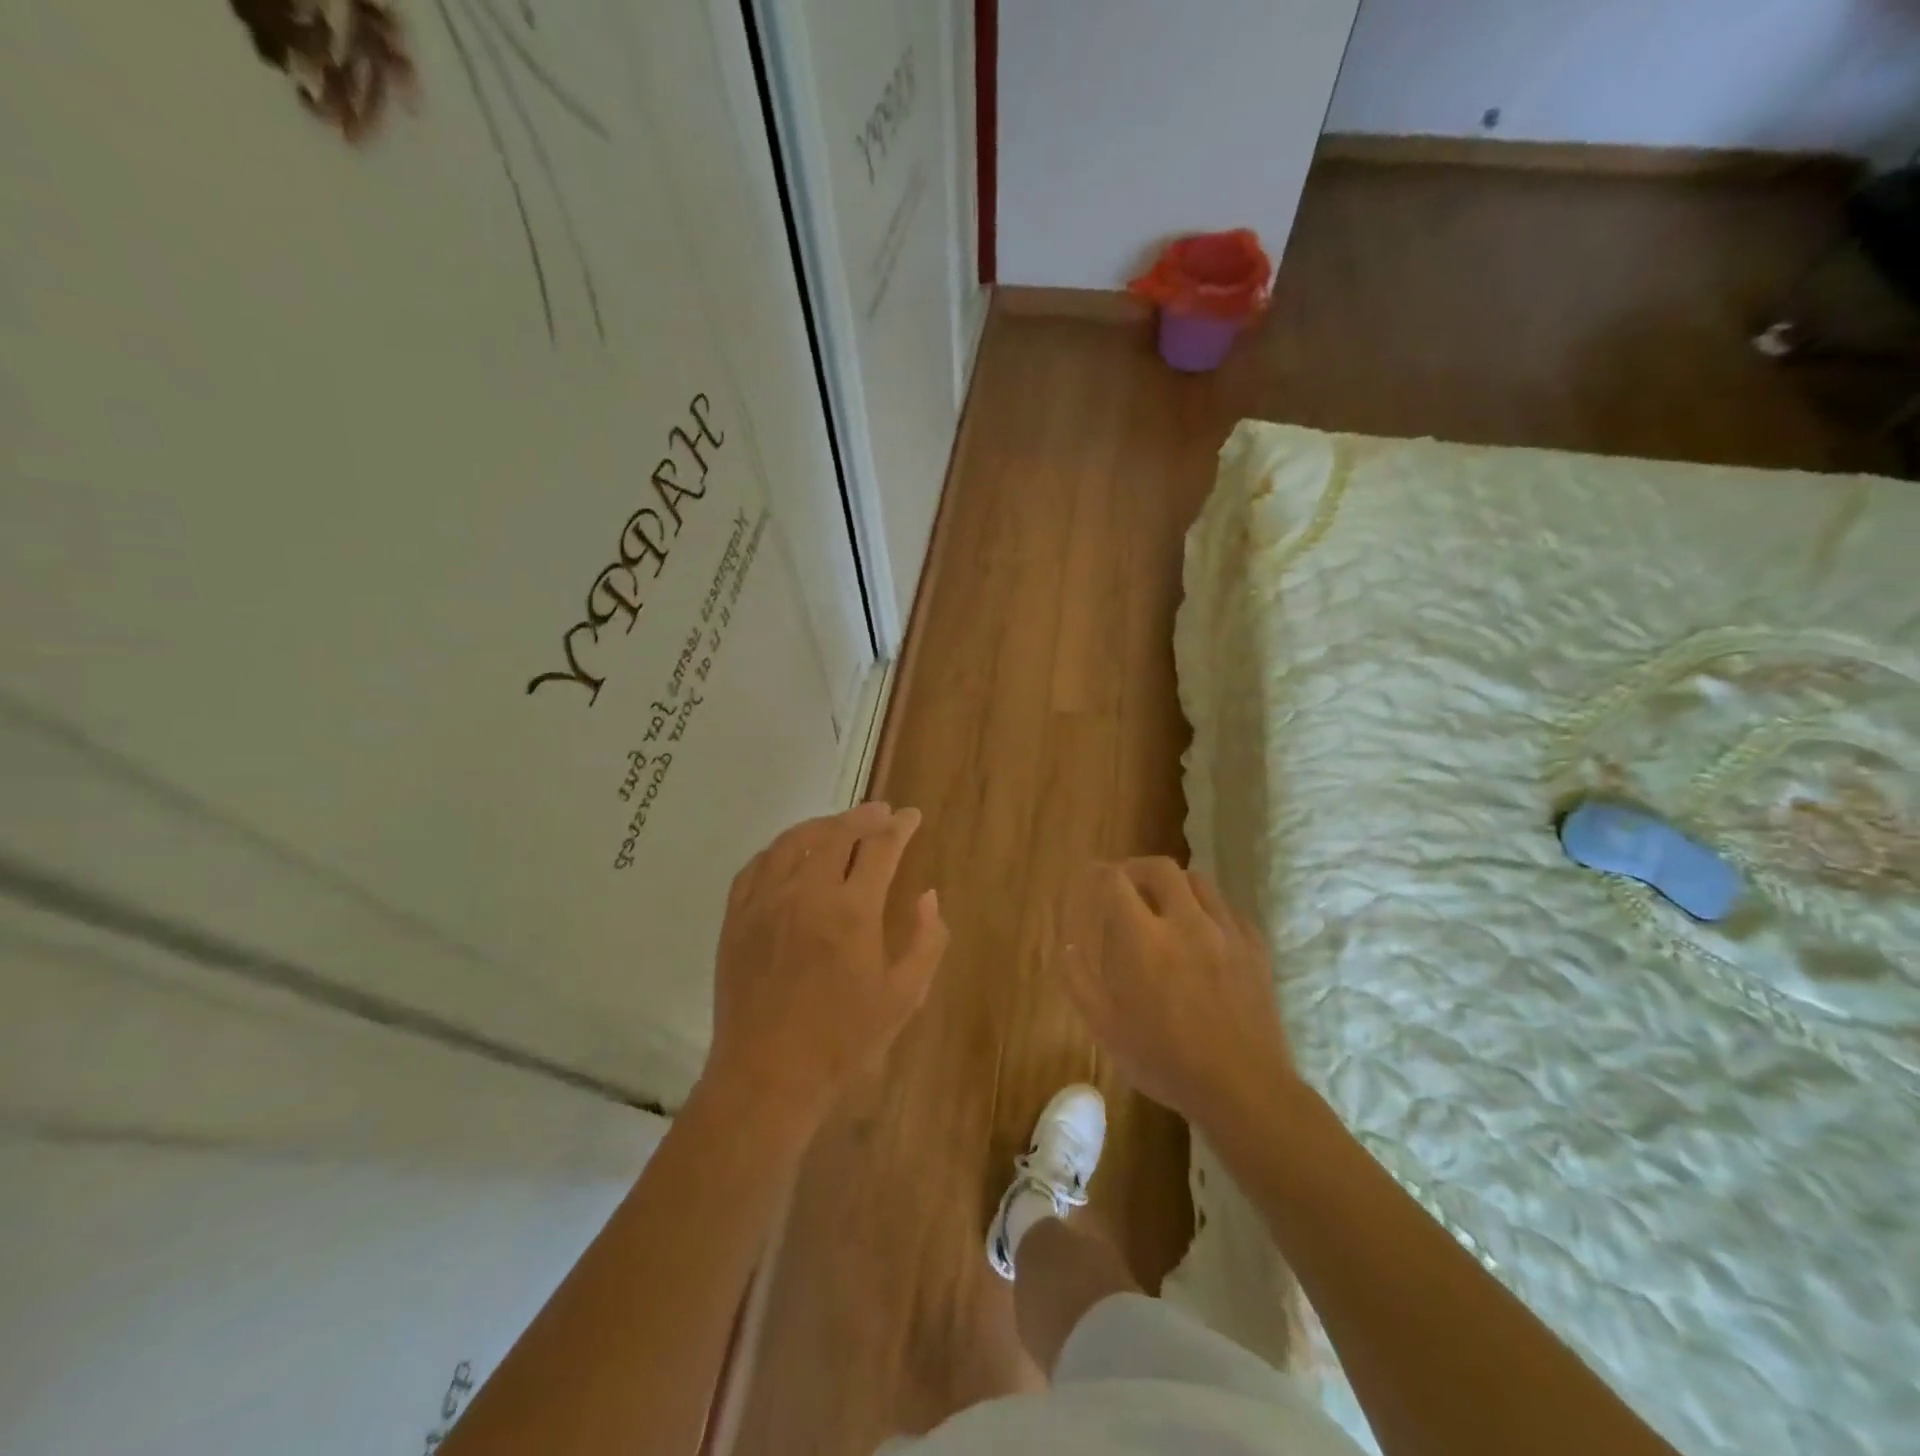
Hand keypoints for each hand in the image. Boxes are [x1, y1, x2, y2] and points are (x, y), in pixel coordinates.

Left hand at [704, 802, 948, 1128]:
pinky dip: (780, 848)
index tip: (912, 817)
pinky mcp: (737, 917)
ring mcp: (765, 902)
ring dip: (822, 825)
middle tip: (881, 812)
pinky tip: (791, 851)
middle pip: (837, 834)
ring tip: (840, 824)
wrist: (768, 1075)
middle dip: (864, 817)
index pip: (880, 848)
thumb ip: (927, 940)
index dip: (900, 827)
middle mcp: (807, 892)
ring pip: (794, 841)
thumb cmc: (844, 1040)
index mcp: (853, 911)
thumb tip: (928, 895)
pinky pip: (757, 865)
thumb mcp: (904, 996)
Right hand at [1058, 858, 1292, 1128]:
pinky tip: (1202, 931)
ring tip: (1163, 904)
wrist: (1244, 1088)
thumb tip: (1068, 947)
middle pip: (1160, 868)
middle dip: (1136, 868)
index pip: (1116, 882)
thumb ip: (1079, 982)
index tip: (1090, 878)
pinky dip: (1206, 908)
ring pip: (1197, 882)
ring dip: (1173, 884)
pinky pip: (1227, 908)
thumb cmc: (1166, 1061)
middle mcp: (1186, 923)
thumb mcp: (1106, 1029)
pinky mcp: (1255, 948)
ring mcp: (1226, 932)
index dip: (1098, 874)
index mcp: (1144, 940)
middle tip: (1125, 884)